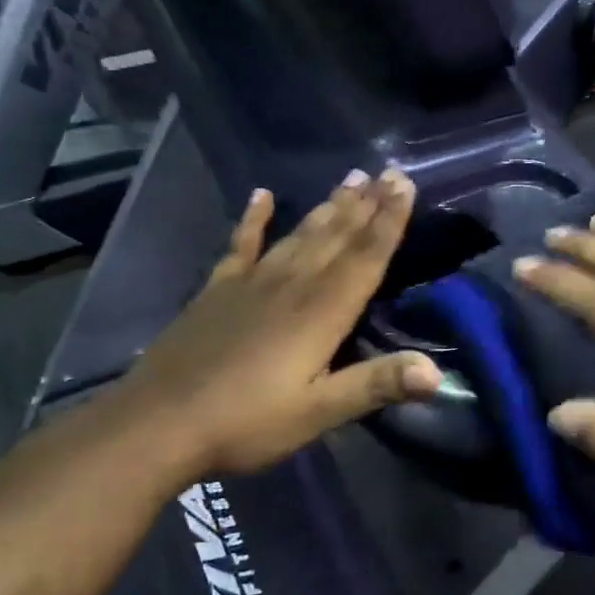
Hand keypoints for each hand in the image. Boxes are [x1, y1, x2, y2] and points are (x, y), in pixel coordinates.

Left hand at [110, 168, 441, 481]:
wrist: (157, 424)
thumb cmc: (246, 422)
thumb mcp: (317, 413)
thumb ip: (376, 386)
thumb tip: (437, 373)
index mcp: (321, 312)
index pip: (365, 257)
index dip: (389, 220)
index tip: (404, 183)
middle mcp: (292, 285)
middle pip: (337, 236)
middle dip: (366, 204)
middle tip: (388, 170)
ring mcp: (251, 283)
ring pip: (300, 234)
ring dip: (328, 206)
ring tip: (351, 178)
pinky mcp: (218, 290)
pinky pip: (241, 245)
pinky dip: (253, 219)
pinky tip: (261, 195)